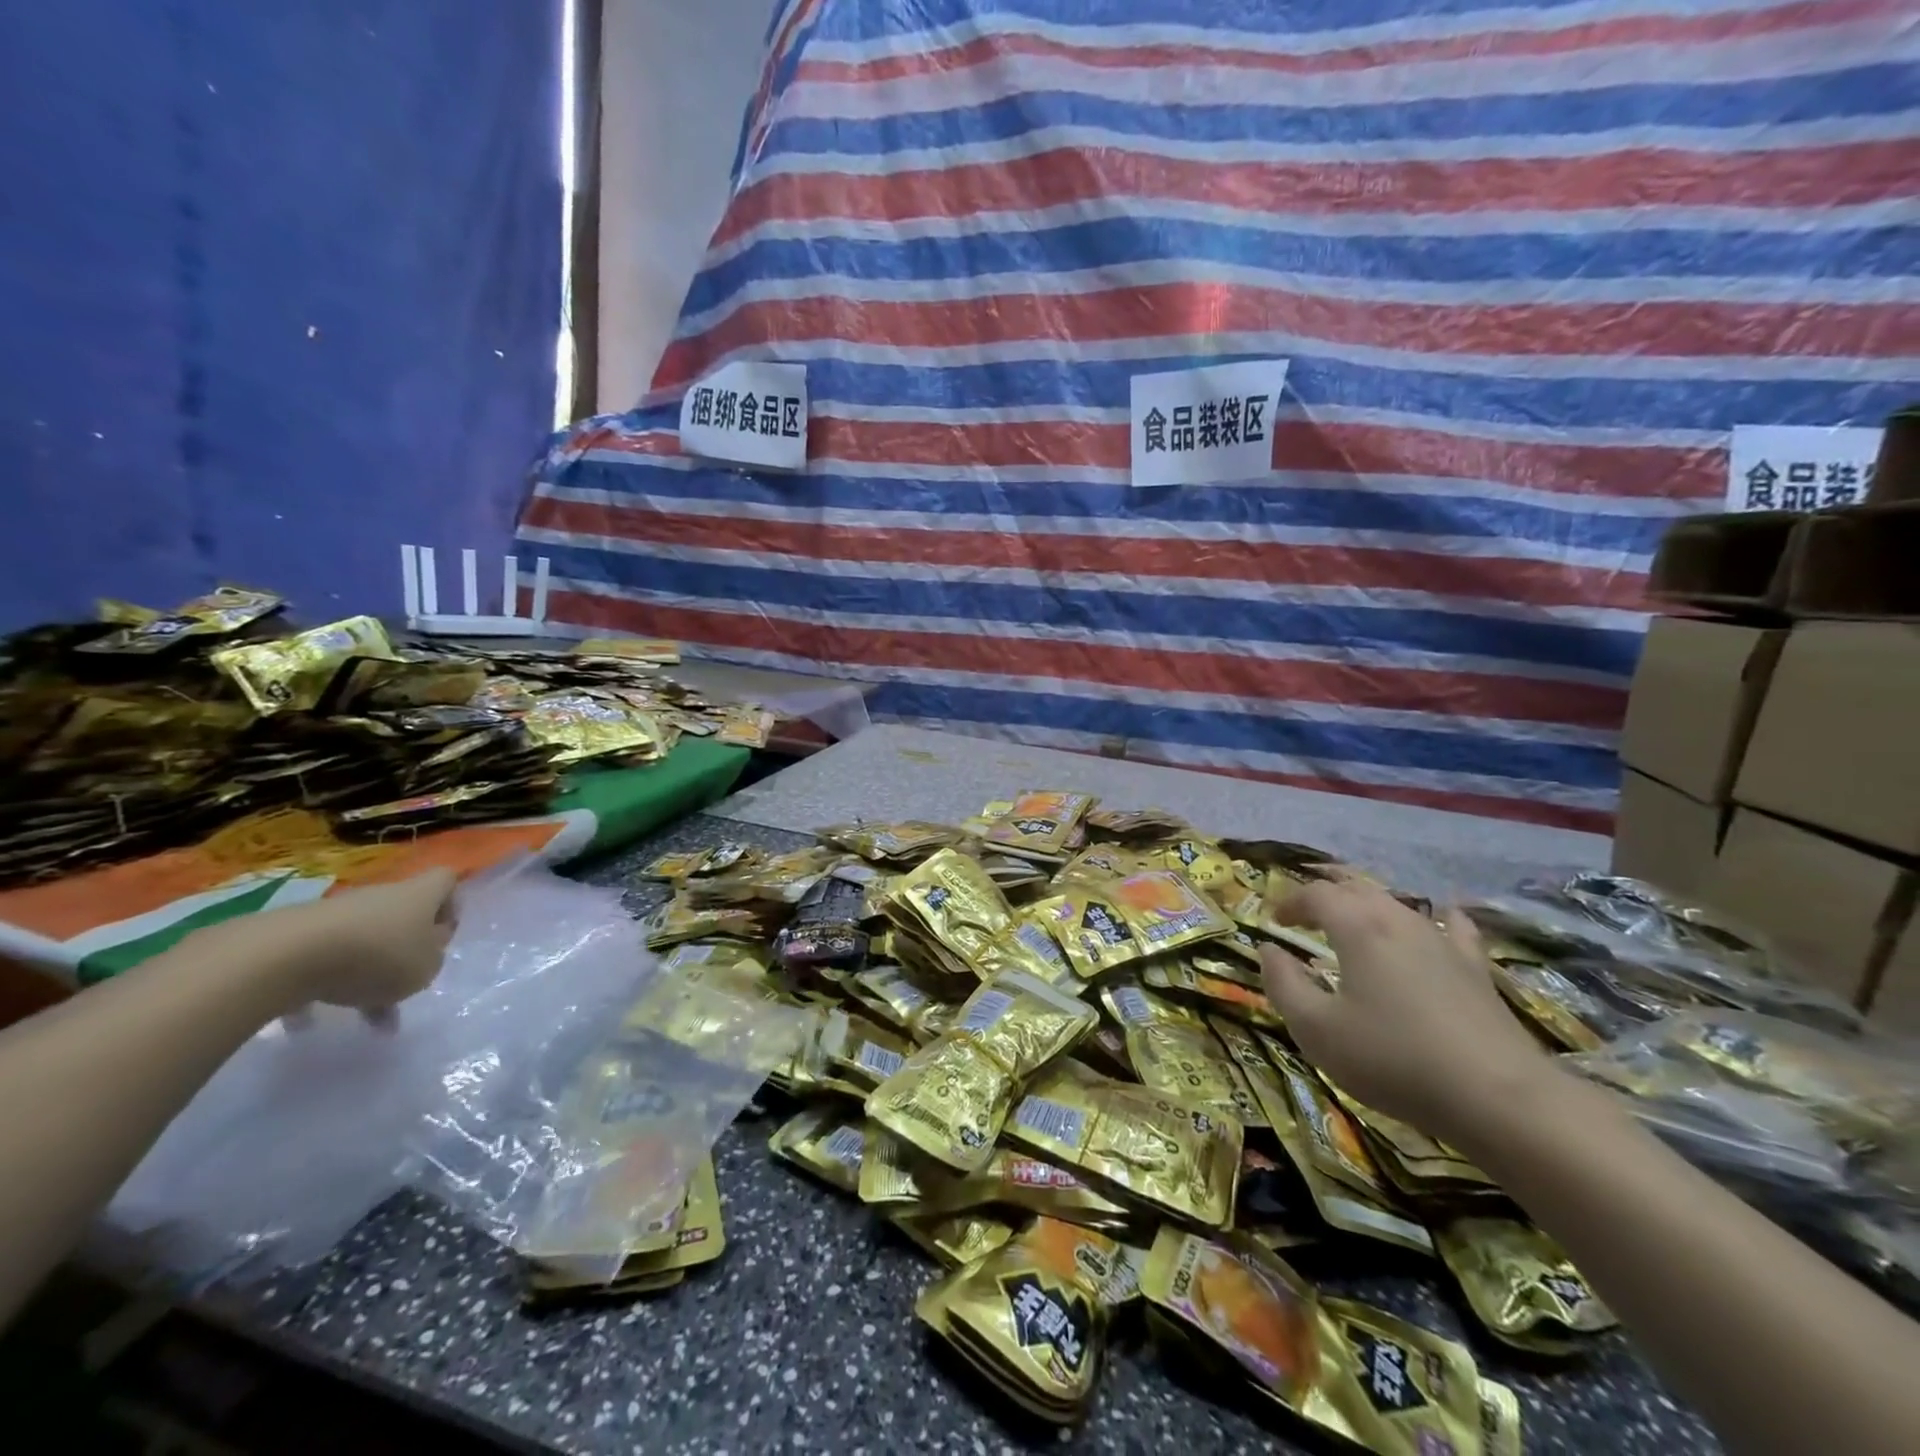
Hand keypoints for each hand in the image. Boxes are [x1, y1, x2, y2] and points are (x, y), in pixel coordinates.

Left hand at [190, 869, 458, 1016]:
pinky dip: (323, 986)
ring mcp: (337, 913)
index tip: (442, 936)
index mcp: (420, 895)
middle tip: (404, 986)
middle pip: (402, 916)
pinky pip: (322, 960)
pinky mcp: (297, 934)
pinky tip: (311, 1020)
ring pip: (363, 942)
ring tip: (360, 1015)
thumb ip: (432, 960)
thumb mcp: (424, 969)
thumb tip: (423, 953)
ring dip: (365, 975)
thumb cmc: (376, 956)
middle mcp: (381, 896)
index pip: (446, 881)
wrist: (283, 957)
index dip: (450, 904)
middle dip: (404, 950)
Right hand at [1258, 879, 1553, 1148]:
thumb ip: (1283, 984)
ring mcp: (1443, 941)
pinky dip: (1434, 918)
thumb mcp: (1316, 1029)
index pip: (1317, 894)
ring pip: (1398, 904)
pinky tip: (1438, 922)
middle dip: (1326, 897)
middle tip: (1306, 916)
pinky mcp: (1475, 969)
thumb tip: (1269, 950)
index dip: (1291, 901)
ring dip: (1368, 906)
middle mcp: (1398, 920)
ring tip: (1353, 923)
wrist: (1499, 1097)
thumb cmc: (1392, 1059)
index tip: (1274, 919)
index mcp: (1357, 927)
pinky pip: (1451, 927)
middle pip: (1357, 889)